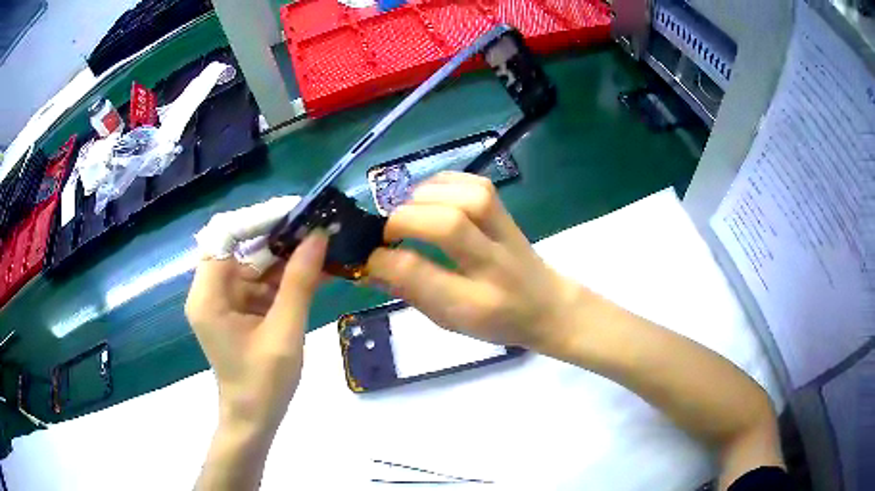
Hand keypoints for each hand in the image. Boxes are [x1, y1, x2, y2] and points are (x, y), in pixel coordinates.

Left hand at [185, 232, 327, 434]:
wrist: (254, 419)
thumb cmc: (263, 384)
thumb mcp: (285, 333)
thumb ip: (299, 283)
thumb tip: (318, 236)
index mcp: (209, 295)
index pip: (225, 235)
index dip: (259, 218)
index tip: (297, 212)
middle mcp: (211, 290)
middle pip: (241, 245)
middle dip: (279, 235)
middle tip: (319, 225)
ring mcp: (225, 298)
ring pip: (255, 261)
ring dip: (288, 255)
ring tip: (325, 243)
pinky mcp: (239, 307)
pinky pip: (262, 281)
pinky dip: (287, 276)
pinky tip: (317, 269)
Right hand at [366, 172, 578, 350]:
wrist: (548, 307)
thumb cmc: (495, 322)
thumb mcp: (449, 321)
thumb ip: (410, 293)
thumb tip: (368, 268)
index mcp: (475, 305)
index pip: (423, 275)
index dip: (386, 260)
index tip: (368, 258)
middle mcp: (494, 266)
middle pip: (449, 226)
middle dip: (406, 220)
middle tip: (387, 231)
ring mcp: (507, 234)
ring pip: (468, 198)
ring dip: (426, 197)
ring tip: (409, 211)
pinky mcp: (510, 213)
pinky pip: (477, 184)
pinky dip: (446, 182)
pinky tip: (431, 196)